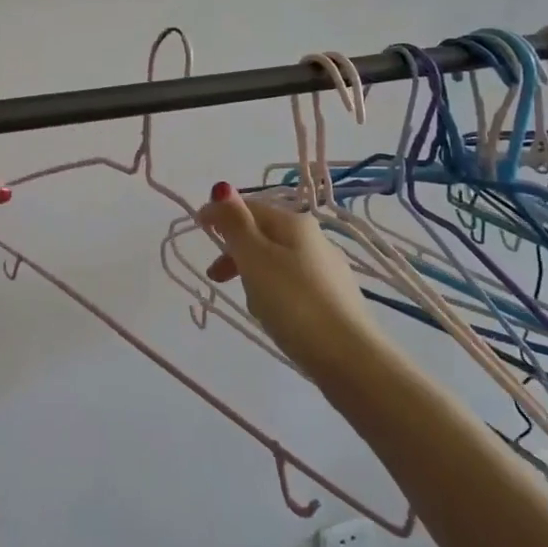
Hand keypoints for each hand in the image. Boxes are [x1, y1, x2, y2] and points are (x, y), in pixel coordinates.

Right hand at [197, 186, 377, 372]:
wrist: (350, 359)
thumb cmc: (294, 303)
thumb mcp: (255, 258)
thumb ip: (235, 223)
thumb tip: (222, 187)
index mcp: (295, 223)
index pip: (249, 207)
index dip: (221, 214)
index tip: (197, 230)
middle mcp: (315, 239)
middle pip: (263, 235)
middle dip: (235, 251)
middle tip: (216, 277)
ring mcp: (327, 270)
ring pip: (277, 262)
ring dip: (254, 275)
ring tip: (249, 304)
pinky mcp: (334, 300)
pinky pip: (292, 285)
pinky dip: (275, 294)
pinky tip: (276, 318)